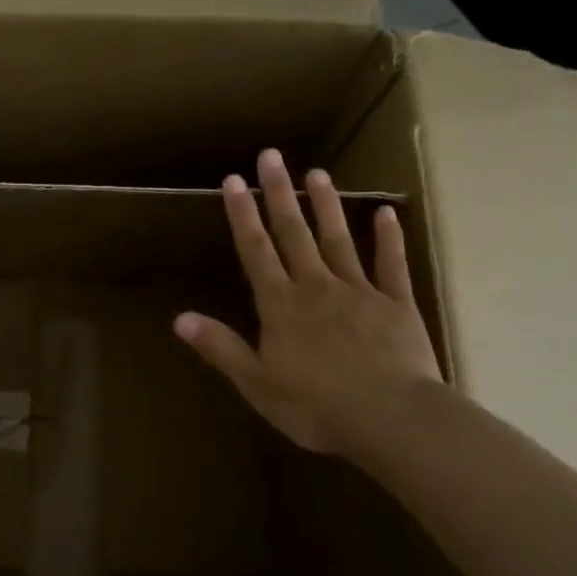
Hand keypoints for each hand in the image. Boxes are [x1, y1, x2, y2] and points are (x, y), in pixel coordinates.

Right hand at [174, 148, 444, 461]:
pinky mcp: (397, 305)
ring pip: (339, 240)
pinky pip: (391, 265)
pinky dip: (389, 239)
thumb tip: (179, 319)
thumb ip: (221, 347)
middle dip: (278, 194)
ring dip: (326, 206)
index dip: (242, 215)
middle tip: (271, 156)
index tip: (233, 180)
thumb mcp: (257, 384)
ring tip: (317, 173)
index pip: (256, 251)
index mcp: (281, 306)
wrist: (391, 419)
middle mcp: (316, 287)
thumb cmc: (316, 407)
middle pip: (294, 234)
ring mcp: (360, 292)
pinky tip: (386, 214)